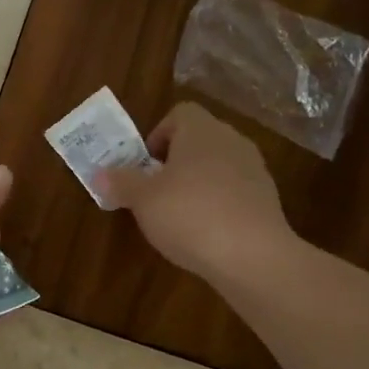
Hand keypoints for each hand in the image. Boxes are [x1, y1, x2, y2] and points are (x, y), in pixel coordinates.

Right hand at [96, 103, 290, 281]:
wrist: (252, 255)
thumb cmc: (189, 215)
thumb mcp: (143, 200)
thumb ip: (121, 182)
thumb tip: (100, 173)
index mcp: (201, 130)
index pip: (179, 114)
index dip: (158, 135)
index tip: (145, 165)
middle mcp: (231, 140)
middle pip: (199, 140)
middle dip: (175, 162)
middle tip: (156, 192)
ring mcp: (255, 169)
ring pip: (218, 166)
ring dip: (198, 184)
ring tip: (179, 217)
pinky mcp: (267, 199)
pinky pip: (235, 191)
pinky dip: (218, 204)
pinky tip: (206, 233)